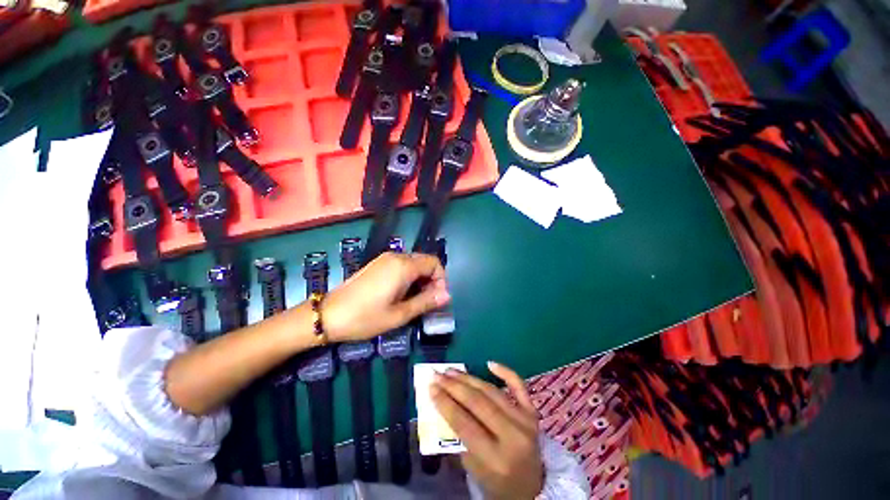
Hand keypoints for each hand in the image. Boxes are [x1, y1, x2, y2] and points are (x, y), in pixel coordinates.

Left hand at [322, 252, 449, 342]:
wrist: (328, 315)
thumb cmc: (365, 317)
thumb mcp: (399, 314)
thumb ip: (426, 302)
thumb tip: (447, 295)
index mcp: (403, 266)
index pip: (434, 263)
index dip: (441, 280)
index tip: (437, 299)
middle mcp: (396, 257)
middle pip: (424, 261)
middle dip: (431, 280)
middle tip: (427, 302)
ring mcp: (385, 259)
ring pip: (413, 263)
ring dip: (420, 279)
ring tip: (414, 300)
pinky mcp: (377, 264)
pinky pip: (401, 265)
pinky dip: (409, 276)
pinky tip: (401, 293)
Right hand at [431, 362, 543, 499]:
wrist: (533, 487)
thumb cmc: (498, 482)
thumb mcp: (474, 469)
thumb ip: (459, 438)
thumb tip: (444, 404)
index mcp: (496, 459)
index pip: (465, 424)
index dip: (446, 403)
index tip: (431, 387)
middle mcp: (513, 436)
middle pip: (478, 403)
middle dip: (454, 386)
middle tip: (438, 374)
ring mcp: (525, 421)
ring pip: (492, 391)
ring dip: (469, 378)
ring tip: (452, 371)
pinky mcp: (532, 412)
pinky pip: (519, 386)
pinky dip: (505, 372)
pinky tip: (489, 363)